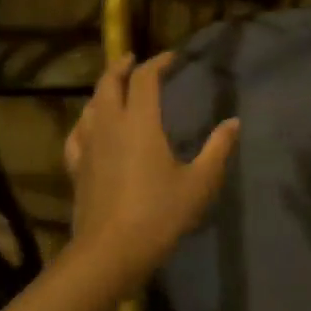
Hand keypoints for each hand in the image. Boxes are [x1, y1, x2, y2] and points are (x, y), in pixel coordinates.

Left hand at [63, 54, 239, 286]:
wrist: (110, 252)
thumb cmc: (159, 214)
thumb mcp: (199, 183)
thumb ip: (217, 150)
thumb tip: (234, 123)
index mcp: (140, 122)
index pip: (145, 79)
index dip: (158, 62)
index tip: (172, 58)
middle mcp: (110, 125)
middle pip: (109, 82)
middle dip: (122, 66)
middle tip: (133, 60)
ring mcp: (88, 145)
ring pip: (90, 105)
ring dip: (103, 90)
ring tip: (114, 88)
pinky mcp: (76, 167)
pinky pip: (77, 133)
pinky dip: (86, 121)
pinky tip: (89, 127)